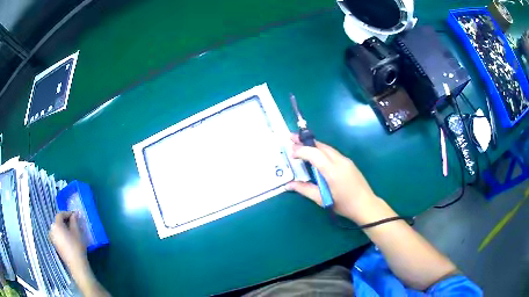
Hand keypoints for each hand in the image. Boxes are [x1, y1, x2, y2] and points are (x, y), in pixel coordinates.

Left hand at [50, 212, 88, 273]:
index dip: (68, 213)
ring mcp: (52, 238)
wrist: (76, 265)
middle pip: (58, 222)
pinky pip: (58, 235)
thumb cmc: (76, 247)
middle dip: (65, 221)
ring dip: (64, 228)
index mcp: (56, 225)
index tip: (75, 215)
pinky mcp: (55, 245)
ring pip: (58, 229)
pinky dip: (62, 234)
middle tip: (74, 223)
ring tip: (72, 231)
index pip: (60, 214)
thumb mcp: (77, 232)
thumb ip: (74, 221)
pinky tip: (69, 238)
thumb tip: (75, 214)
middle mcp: (51, 230)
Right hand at [287, 135, 379, 222]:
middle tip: (291, 137)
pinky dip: (321, 150)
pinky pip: (332, 152)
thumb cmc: (343, 205)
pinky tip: (316, 154)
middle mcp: (340, 161)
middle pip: (321, 146)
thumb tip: (288, 185)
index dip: (301, 150)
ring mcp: (346, 160)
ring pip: (327, 148)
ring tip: (300, 143)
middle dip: (305, 141)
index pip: (314, 154)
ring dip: (313, 145)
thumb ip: (304, 189)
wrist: (366, 205)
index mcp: (332, 171)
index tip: (291, 153)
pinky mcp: (349, 162)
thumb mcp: (322, 199)